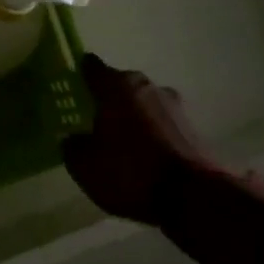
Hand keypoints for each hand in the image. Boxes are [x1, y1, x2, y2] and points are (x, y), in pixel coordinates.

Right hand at [61, 54, 218, 225]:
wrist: (192, 196)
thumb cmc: (129, 171)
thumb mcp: (84, 165)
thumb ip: (72, 146)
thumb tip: (73, 138)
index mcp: (117, 86)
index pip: (92, 68)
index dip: (79, 74)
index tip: (70, 84)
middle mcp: (147, 87)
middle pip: (120, 85)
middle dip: (106, 98)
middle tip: (89, 117)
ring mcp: (174, 107)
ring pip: (142, 105)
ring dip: (130, 117)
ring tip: (116, 140)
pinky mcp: (192, 129)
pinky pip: (159, 125)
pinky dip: (148, 134)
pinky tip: (140, 154)